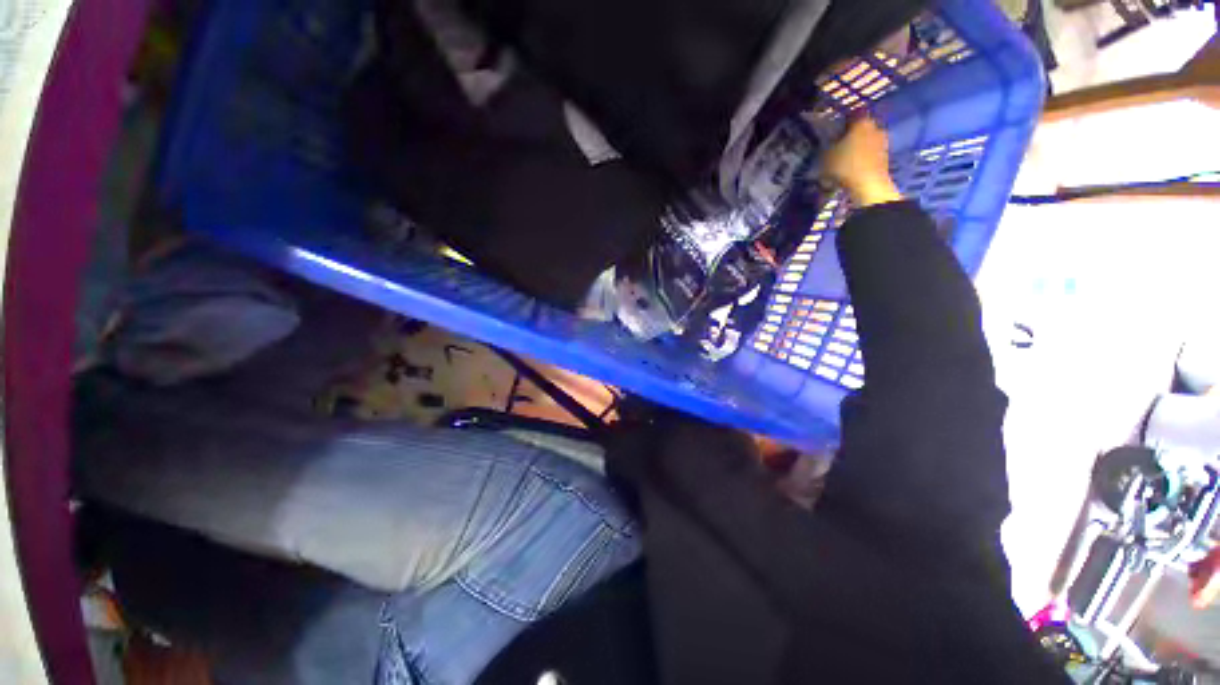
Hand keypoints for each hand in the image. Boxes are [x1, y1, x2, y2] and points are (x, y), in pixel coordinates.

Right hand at [821, 116, 901, 207]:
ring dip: (856, 150)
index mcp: (862, 121)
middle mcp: (875, 127)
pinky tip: (852, 171)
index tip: (831, 136)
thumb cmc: (845, 165)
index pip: (850, 117)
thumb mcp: (826, 156)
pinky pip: (870, 155)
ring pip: (865, 143)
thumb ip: (826, 147)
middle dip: (849, 139)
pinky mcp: (886, 157)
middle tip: (836, 150)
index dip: (840, 126)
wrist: (868, 184)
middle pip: (859, 130)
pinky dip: (862, 160)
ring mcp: (883, 142)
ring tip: (843, 163)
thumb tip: (826, 145)